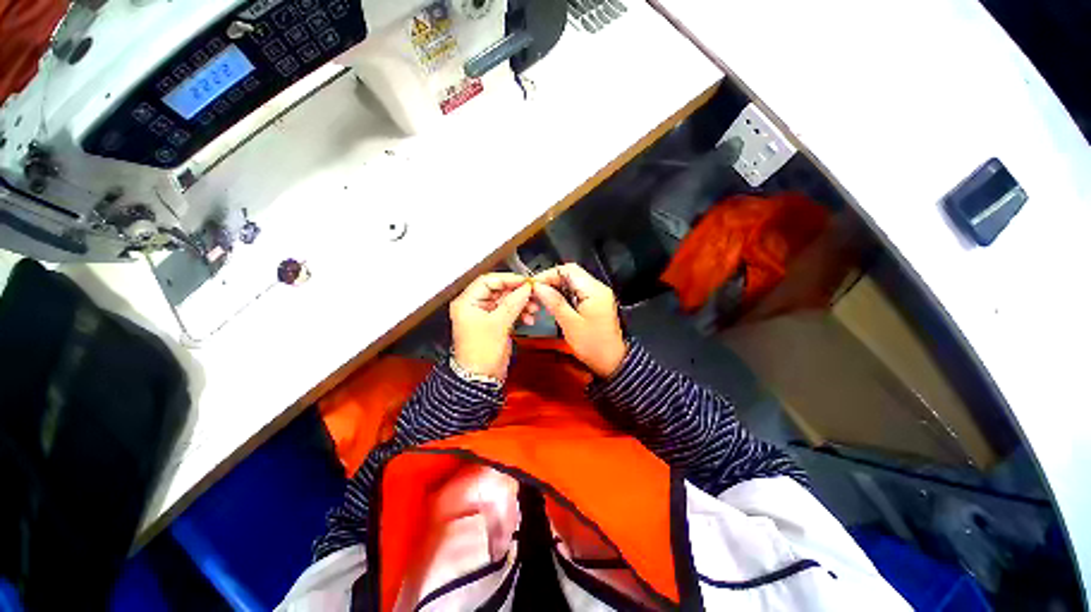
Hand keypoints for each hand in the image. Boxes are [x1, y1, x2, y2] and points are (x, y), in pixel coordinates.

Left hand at [450, 273, 536, 379]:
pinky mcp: (493, 323)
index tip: (525, 282)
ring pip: (505, 300)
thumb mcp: (499, 324)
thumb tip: (525, 288)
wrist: (481, 378)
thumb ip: (513, 302)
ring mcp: (484, 315)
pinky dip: (519, 313)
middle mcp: (474, 306)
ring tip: (533, 308)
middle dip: (517, 293)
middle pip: (498, 290)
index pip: (488, 280)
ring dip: (521, 303)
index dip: (508, 279)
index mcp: (467, 302)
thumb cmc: (480, 354)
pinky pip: (508, 311)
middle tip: (532, 294)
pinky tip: (528, 318)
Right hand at [531, 264, 626, 377]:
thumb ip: (555, 302)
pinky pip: (577, 291)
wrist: (613, 361)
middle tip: (535, 292)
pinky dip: (563, 294)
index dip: (548, 274)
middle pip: (570, 273)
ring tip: (541, 298)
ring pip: (572, 282)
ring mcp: (597, 294)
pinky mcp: (595, 302)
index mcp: (593, 290)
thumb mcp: (571, 324)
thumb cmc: (593, 345)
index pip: (568, 270)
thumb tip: (538, 286)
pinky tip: (553, 304)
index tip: (533, 285)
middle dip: (551, 280)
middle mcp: (597, 288)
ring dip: (556, 287)